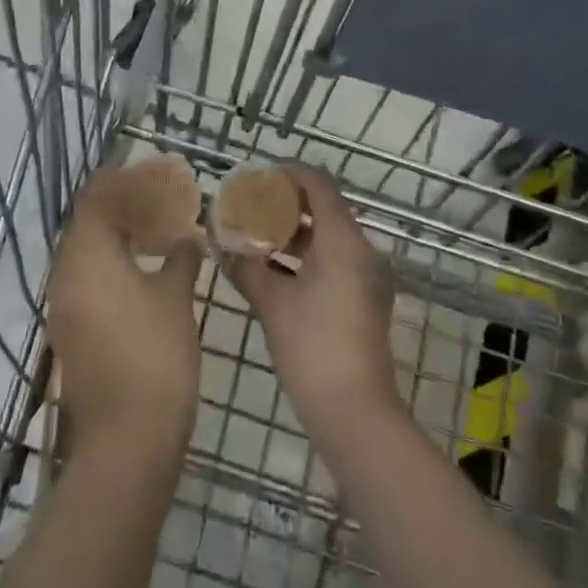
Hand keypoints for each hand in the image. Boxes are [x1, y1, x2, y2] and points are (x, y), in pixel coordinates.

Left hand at [48, 167, 203, 463]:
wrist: (126, 439)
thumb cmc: (155, 355)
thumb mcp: (175, 298)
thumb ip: (180, 258)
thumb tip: (189, 238)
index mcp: (88, 257)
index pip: (94, 200)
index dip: (117, 181)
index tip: (143, 171)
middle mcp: (66, 275)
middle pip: (85, 224)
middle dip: (117, 207)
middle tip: (155, 199)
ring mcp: (64, 306)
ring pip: (84, 253)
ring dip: (113, 236)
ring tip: (151, 230)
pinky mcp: (70, 331)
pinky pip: (85, 279)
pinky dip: (108, 264)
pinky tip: (140, 270)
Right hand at [222, 166, 402, 447]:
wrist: (355, 412)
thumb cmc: (312, 347)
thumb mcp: (272, 302)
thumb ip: (245, 267)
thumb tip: (221, 246)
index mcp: (344, 240)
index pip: (318, 184)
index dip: (286, 175)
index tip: (255, 179)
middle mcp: (362, 250)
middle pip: (324, 208)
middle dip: (285, 204)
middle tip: (249, 206)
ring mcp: (366, 276)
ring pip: (328, 237)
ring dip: (293, 232)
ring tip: (254, 235)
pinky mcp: (363, 299)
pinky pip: (333, 260)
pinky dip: (305, 256)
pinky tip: (272, 269)